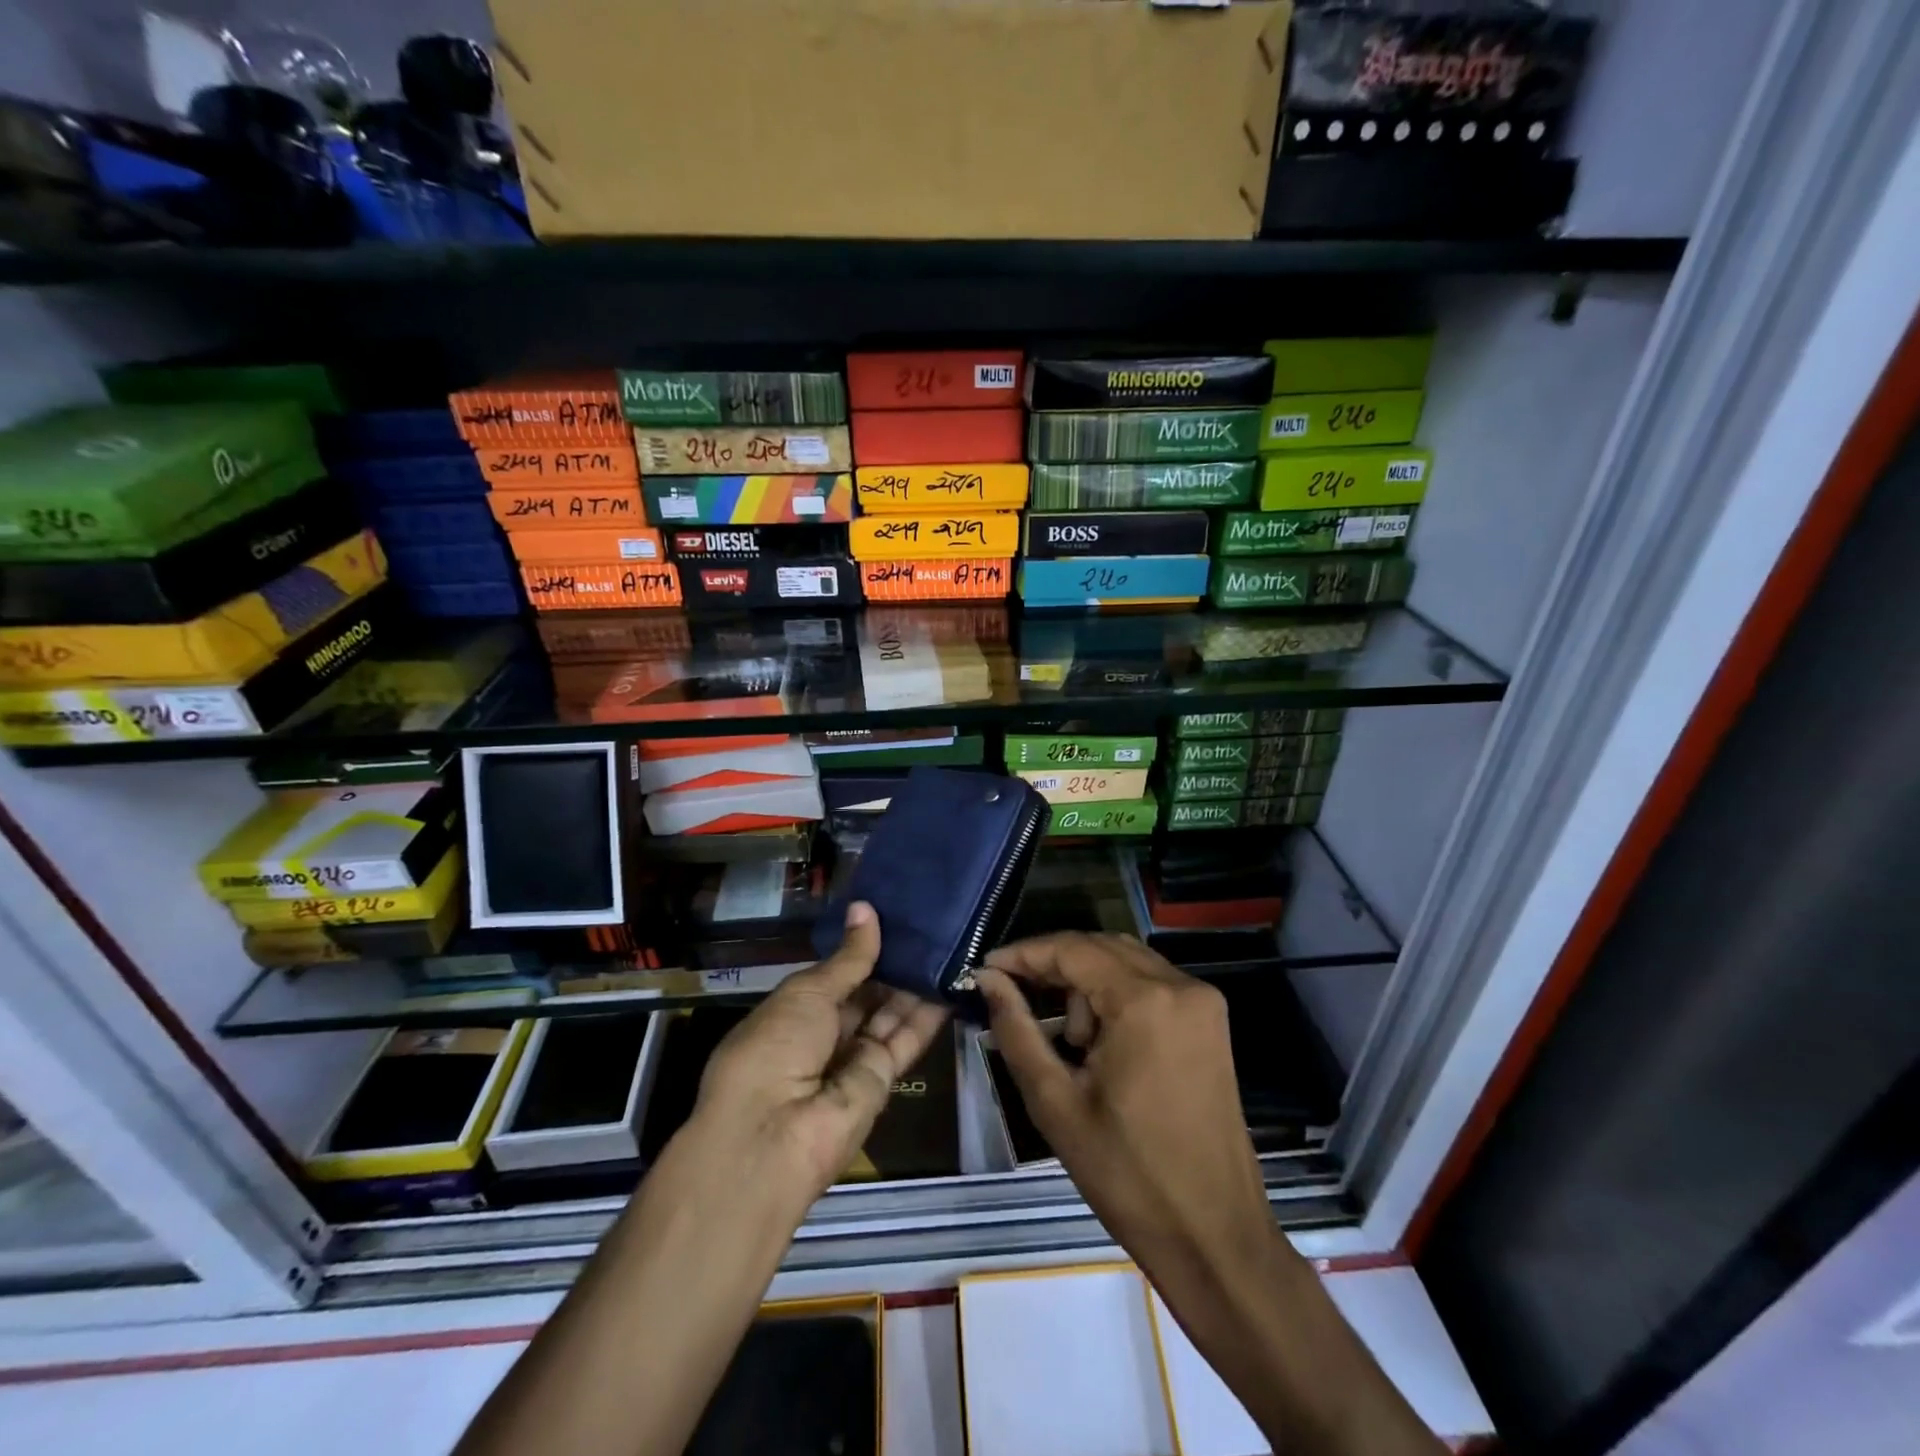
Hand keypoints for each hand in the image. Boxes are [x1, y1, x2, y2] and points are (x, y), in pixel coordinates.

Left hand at [692, 901, 949, 1209]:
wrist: (775, 1135)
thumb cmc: (775, 1047)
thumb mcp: (807, 992)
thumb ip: (848, 957)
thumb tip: (865, 908)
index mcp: (795, 1010)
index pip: (836, 974)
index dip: (861, 948)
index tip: (894, 915)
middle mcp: (825, 1033)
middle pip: (866, 993)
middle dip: (893, 963)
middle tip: (930, 924)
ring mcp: (854, 1058)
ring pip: (890, 1013)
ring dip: (915, 983)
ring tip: (947, 943)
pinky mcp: (883, 1079)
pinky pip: (907, 1039)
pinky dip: (929, 1013)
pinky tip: (952, 979)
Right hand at [978, 933, 1273, 1289]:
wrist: (1214, 1238)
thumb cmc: (1128, 1176)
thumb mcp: (1055, 1102)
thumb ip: (1016, 1029)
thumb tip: (987, 980)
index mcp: (1145, 1001)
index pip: (1072, 949)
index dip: (1024, 954)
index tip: (985, 970)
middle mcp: (1181, 986)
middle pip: (1101, 947)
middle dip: (1053, 966)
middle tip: (1014, 997)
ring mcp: (1203, 1002)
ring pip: (1126, 962)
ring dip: (1086, 982)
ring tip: (1067, 1040)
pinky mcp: (1211, 1022)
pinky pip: (1151, 984)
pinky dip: (1116, 995)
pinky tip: (1099, 1041)